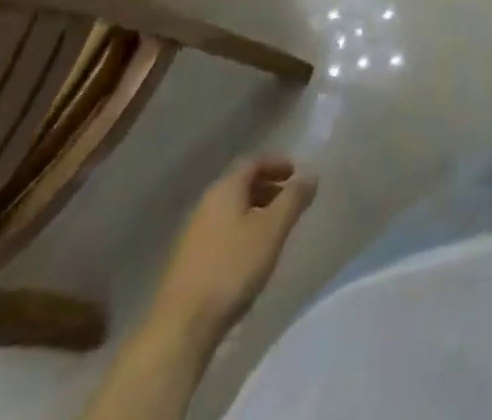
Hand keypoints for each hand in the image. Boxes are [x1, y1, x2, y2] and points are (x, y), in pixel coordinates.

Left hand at [153, 157, 316, 336]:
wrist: (181, 328)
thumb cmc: (232, 268)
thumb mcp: (272, 229)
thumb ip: (294, 199)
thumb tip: (310, 174)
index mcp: (224, 189)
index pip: (253, 162)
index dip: (276, 164)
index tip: (296, 173)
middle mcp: (206, 205)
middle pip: (241, 185)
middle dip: (268, 188)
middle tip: (290, 200)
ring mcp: (194, 235)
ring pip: (231, 211)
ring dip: (255, 211)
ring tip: (276, 229)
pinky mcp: (189, 263)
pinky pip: (222, 232)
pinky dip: (242, 232)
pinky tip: (252, 255)